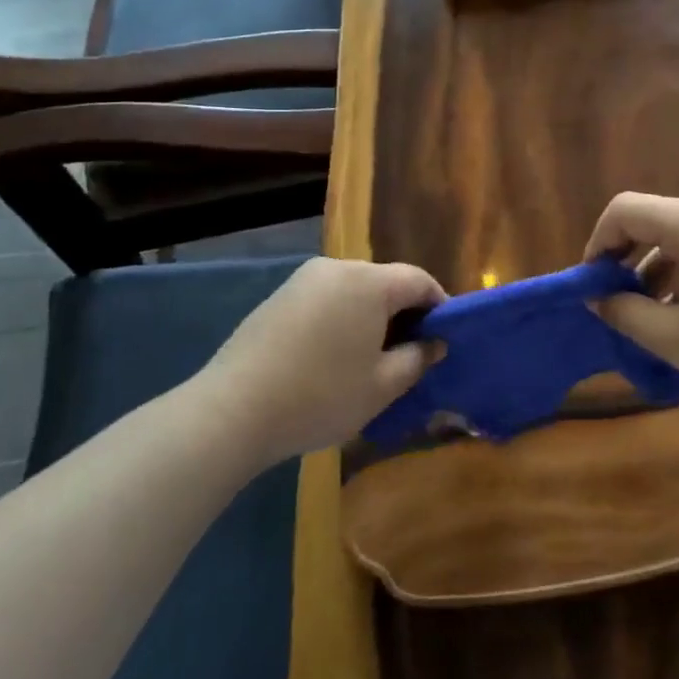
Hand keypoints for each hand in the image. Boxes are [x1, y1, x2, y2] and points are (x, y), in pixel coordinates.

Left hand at [199, 258, 444, 464]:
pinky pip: (326, 300)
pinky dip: (341, 319)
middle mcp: (337, 268)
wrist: (233, 410)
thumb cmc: (321, 395)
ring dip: (371, 316)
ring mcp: (303, 280)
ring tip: (373, 357)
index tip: (445, 337)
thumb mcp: (382, 386)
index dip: (439, 306)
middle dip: (404, 312)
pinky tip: (334, 355)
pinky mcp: (279, 297)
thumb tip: (435, 343)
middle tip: (411, 352)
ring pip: (354, 291)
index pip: (419, 280)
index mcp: (369, 282)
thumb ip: (417, 358)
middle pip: (385, 282)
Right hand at [584, 194, 678, 409]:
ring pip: (678, 233)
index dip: (597, 242)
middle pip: (651, 218)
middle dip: (624, 257)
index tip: (593, 284)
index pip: (625, 209)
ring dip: (653, 266)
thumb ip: (624, 313)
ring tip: (651, 314)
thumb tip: (596, 297)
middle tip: (616, 301)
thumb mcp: (675, 338)